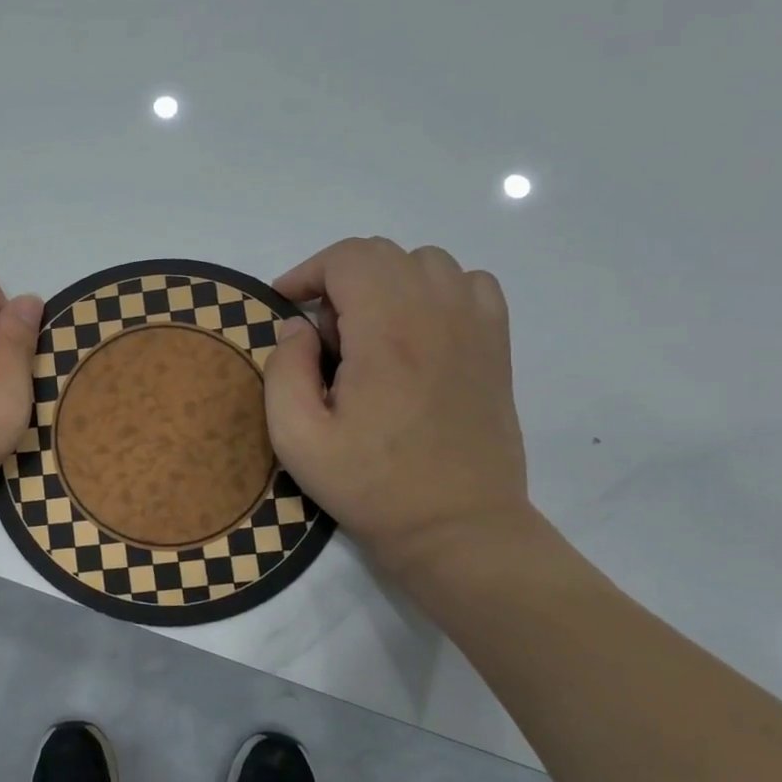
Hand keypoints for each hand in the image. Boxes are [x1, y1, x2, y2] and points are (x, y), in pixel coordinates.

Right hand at [264, 237, 530, 575]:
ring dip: (385, 282)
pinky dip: (434, 290)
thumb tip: (299, 327)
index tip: (285, 305)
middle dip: (339, 279)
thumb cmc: (370, 485)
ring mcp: (475, 327)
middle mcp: (437, 314)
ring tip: (369, 333)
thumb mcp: (297, 438)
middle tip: (324, 335)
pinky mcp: (497, 346)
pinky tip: (418, 330)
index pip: (347, 258)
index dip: (308, 272)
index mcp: (387, 332)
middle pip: (383, 254)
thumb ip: (284, 369)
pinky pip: (468, 284)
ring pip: (426, 262)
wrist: (456, 527)